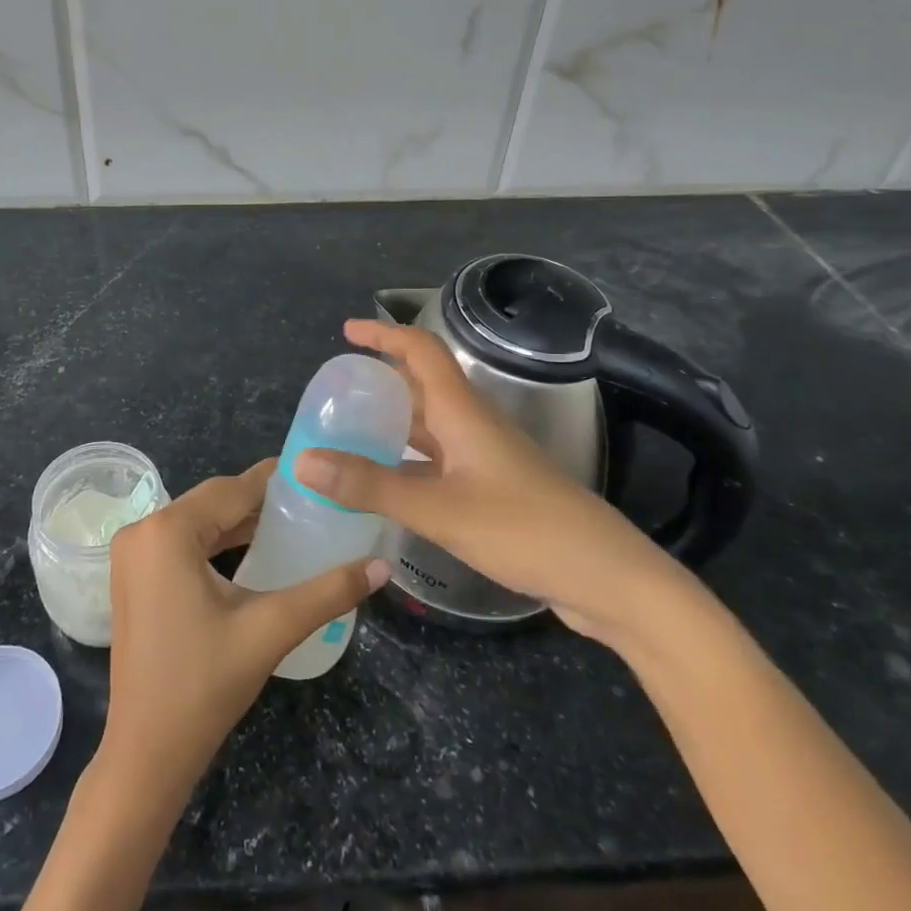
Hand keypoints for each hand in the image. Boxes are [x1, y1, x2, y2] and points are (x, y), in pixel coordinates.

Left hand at [100, 460, 388, 806]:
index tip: (316, 474)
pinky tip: (252, 550)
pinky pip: (181, 543)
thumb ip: (328, 592)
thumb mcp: (270, 630)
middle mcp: (143, 530)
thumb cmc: (205, 685)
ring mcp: (132, 554)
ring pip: (197, 522)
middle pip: (212, 501)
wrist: (146, 753)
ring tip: (292, 522)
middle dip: (260, 501)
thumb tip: (381, 566)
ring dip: (239, 522)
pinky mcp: (133, 576)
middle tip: (312, 501)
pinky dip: (215, 543)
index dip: (275, 480)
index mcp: (167, 531)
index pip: (232, 489)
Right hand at [296, 319, 693, 650]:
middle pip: (422, 387)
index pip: (421, 351)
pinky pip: (438, 462)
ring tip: (348, 435)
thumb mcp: (439, 509)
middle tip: (337, 393)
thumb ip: (371, 485)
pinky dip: (407, 463)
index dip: (385, 334)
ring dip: (392, 425)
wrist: (607, 579)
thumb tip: (303, 460)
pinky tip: (386, 486)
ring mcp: (486, 459)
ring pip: (430, 428)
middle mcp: (474, 426)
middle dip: (381, 381)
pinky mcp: (493, 491)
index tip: (346, 331)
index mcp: (464, 413)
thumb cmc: (525, 530)